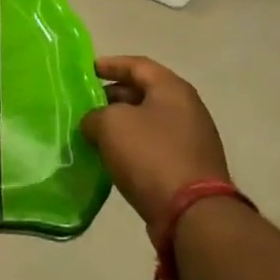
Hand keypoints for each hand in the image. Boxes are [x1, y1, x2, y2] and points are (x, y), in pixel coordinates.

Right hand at [80, 56, 230, 229]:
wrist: (192, 214)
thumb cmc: (151, 155)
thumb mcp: (111, 124)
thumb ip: (95, 116)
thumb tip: (94, 124)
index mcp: (172, 89)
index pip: (137, 65)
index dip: (110, 64)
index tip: (87, 69)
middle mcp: (187, 109)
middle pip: (144, 93)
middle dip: (114, 96)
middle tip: (87, 104)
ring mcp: (192, 140)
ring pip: (149, 122)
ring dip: (122, 124)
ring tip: (95, 132)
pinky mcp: (190, 168)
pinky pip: (155, 147)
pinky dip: (134, 146)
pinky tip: (114, 158)